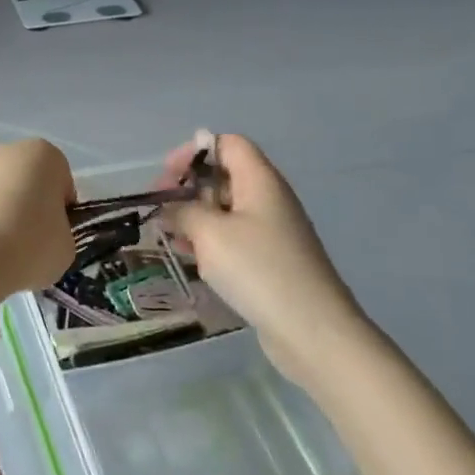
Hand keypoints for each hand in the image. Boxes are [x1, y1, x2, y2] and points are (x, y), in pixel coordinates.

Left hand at [0, 139, 75, 299]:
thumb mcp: (66, 246)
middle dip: (30, 205)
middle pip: (28, 180)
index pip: (62, 182)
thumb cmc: (30, 244)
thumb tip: (43, 235)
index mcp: (45, 154)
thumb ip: (60, 231)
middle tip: (31, 241)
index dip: (62, 210)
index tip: (55, 234)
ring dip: (3, 211)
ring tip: (2, 248)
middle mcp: (8, 150)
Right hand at [163, 132, 371, 382]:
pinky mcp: (272, 260)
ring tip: (171, 238)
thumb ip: (183, 211)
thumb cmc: (259, 270)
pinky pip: (235, 238)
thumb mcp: (210, 234)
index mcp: (260, 180)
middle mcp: (269, 199)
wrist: (312, 330)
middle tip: (162, 210)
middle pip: (225, 176)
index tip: (167, 176)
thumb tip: (170, 207)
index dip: (195, 151)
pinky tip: (194, 261)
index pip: (228, 144)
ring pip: (227, 210)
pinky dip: (211, 242)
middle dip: (189, 188)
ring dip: (196, 218)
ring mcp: (273, 231)